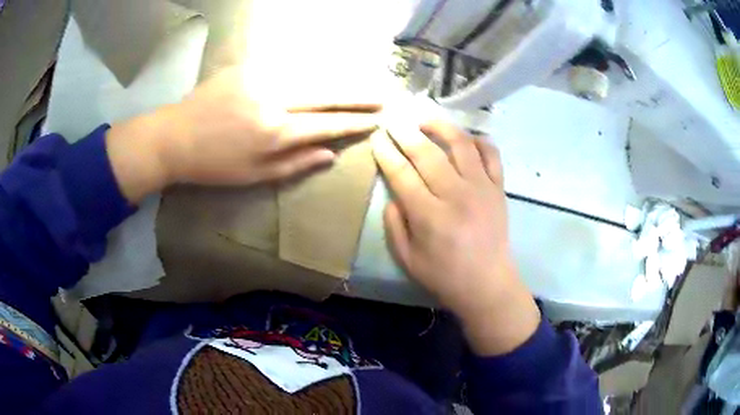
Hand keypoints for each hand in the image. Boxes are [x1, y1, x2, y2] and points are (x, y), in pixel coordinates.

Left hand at [106, 67, 379, 202]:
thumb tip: (331, 155)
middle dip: (357, 96)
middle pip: (326, 94)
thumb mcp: (254, 176)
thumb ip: (295, 164)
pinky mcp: (247, 67)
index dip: (354, 123)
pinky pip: (286, 69)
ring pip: (309, 76)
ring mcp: (260, 78)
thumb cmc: (214, 165)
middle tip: (382, 95)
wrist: (175, 137)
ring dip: (337, 81)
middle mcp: (274, 100)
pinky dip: (307, 74)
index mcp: (275, 132)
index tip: (376, 120)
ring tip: (358, 85)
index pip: (326, 125)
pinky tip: (320, 76)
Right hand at [372, 122, 539, 354]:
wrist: (488, 284)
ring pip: (461, 145)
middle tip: (394, 121)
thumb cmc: (445, 275)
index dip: (386, 153)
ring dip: (441, 127)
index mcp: (430, 216)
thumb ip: (395, 225)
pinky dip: (480, 141)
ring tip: (426, 120)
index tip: (378, 138)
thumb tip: (393, 196)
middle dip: (406, 133)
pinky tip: (467, 138)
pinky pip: (492, 155)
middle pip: (427, 154)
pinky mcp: (499, 188)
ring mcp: (482, 188)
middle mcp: (456, 195)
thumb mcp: (407, 259)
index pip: (402, 174)